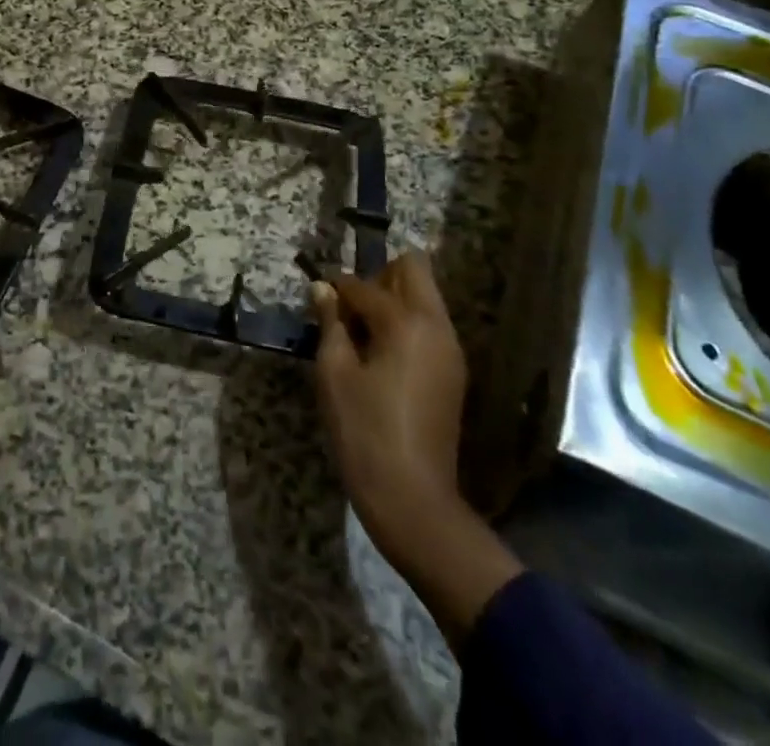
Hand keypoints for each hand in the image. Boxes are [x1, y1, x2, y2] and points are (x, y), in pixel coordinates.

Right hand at [310, 253, 466, 563]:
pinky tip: (378, 356)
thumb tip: (322, 289)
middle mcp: (436, 326)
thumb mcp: (334, 373)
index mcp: (407, 322)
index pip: (365, 285)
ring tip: (359, 334)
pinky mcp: (453, 374)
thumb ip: (330, 323)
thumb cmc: (364, 431)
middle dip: (379, 277)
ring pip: (424, 298)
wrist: (412, 499)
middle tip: (349, 308)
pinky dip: (405, 326)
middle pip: (413, 270)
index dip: (336, 287)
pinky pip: (428, 327)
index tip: (317, 293)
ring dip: (393, 301)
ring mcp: (450, 350)